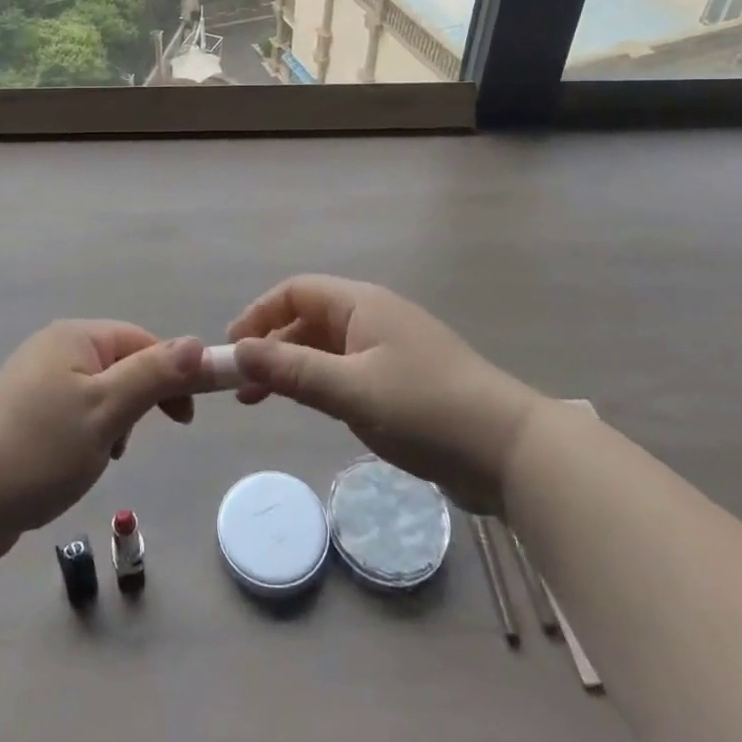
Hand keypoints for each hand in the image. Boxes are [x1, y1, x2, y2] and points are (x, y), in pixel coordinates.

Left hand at [0, 322, 206, 555]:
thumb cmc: (41, 447)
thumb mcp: (107, 409)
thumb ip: (154, 375)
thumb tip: (198, 343)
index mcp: (75, 337)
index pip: (142, 341)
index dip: (171, 374)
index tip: (185, 418)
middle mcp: (55, 349)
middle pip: (121, 366)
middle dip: (136, 404)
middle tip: (130, 443)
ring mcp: (35, 382)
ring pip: (99, 395)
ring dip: (112, 425)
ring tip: (100, 457)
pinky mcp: (23, 415)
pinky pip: (74, 415)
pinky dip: (86, 437)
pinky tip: (76, 465)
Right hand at [228, 275, 538, 513]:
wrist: (510, 450)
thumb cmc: (425, 408)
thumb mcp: (351, 390)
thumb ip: (292, 370)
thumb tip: (237, 351)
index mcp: (362, 304)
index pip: (296, 292)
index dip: (259, 315)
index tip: (232, 351)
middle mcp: (374, 317)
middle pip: (308, 318)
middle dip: (271, 346)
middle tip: (243, 387)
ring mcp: (391, 349)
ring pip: (327, 347)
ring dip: (293, 367)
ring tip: (265, 401)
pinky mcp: (404, 380)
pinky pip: (348, 370)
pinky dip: (321, 383)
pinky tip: (314, 408)